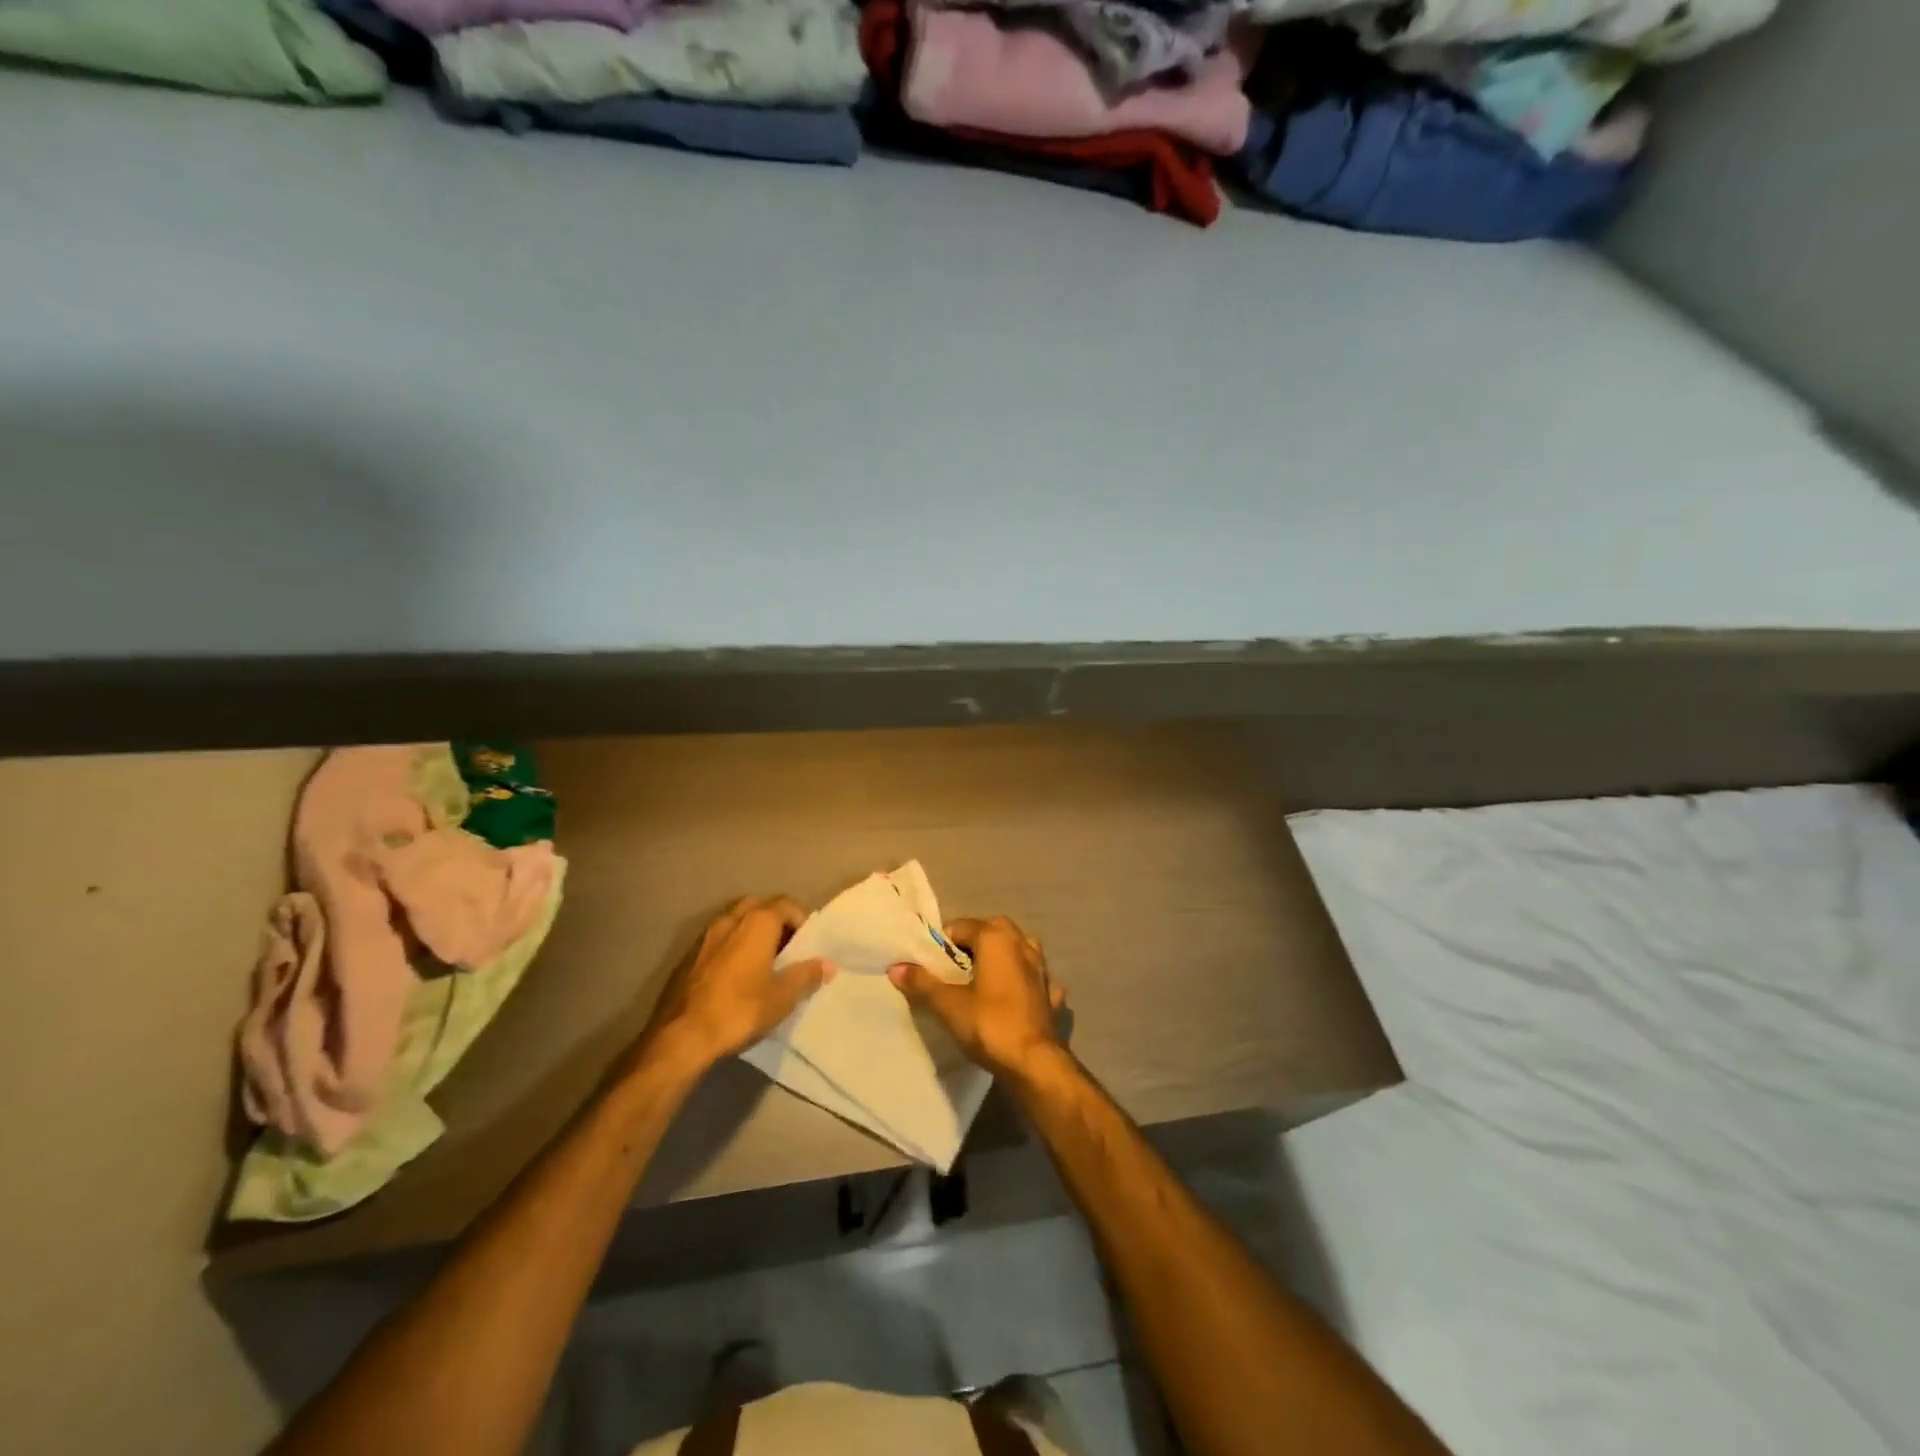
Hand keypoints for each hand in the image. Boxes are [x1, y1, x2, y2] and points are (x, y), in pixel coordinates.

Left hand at [640, 896, 834, 1072]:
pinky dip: (731, 947)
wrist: (681, 1037)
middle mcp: (729, 919)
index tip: (808, 944)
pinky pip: (717, 940)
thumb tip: (828, 963)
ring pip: (735, 921)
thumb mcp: (783, 997)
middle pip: (759, 906)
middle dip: (775, 921)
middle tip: (786, 948)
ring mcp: (704, 936)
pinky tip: (734, 976)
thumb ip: (807, 975)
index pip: (786, 904)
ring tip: (762, 962)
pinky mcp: (687, 957)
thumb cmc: (740, 1010)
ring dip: (750, 933)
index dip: (801, 920)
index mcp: (757, 922)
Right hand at [888, 915, 1066, 1079]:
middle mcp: (1022, 943)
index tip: (932, 966)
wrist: (1034, 1062)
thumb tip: (895, 967)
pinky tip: (1014, 996)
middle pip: (992, 931)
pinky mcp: (1051, 992)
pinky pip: (1033, 976)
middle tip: (955, 971)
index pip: (961, 926)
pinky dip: (1023, 981)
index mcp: (996, 938)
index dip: (943, 944)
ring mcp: (1042, 967)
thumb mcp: (948, 1004)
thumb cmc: (988, 1024)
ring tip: (983, 980)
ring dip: (1002, 957)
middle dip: (973, 944)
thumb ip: (922, 983)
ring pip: (1017, 949)